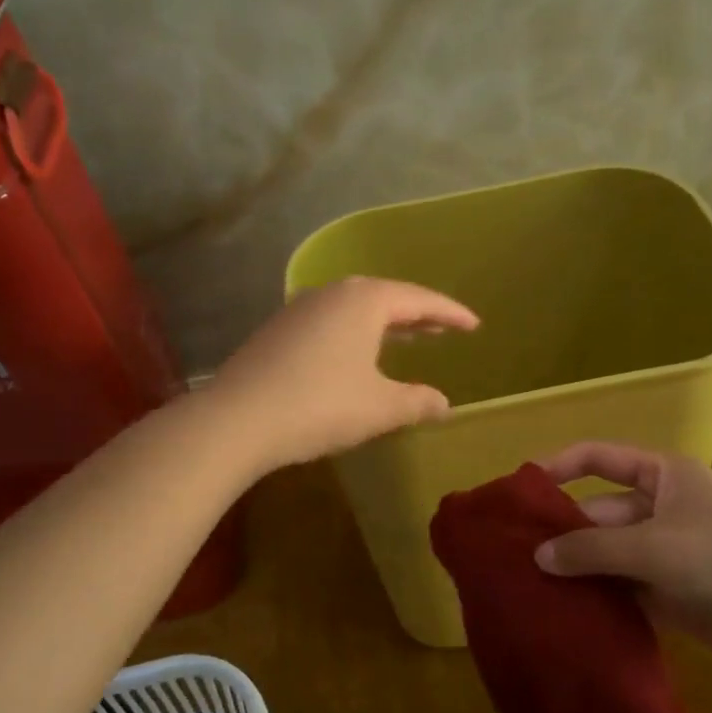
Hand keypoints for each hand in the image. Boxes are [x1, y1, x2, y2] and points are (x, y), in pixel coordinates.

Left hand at [213, 277, 478, 472]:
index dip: (450, 314)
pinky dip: (357, 332)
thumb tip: (443, 403)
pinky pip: (332, 321)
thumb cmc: (321, 406)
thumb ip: (417, 401)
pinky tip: (358, 354)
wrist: (237, 420)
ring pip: (356, 308)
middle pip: (387, 297)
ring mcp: (300, 308)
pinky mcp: (279, 329)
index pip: (420, 300)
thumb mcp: (380, 408)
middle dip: (418, 314)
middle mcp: (332, 293)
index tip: (474, 325)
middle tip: (444, 328)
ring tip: (408, 338)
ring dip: (385, 323)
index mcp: (364, 300)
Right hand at [533, 442, 711, 671]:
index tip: (520, 490)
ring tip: (527, 585)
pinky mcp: (667, 590)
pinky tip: (561, 610)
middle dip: (561, 531)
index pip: (598, 457)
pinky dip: (595, 595)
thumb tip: (537, 556)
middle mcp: (658, 506)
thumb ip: (592, 549)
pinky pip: (620, 585)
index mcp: (662, 476)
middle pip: (597, 511)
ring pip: (605, 552)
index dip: (558, 466)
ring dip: (575, 567)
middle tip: (512, 555)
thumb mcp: (655, 547)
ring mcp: (662, 550)